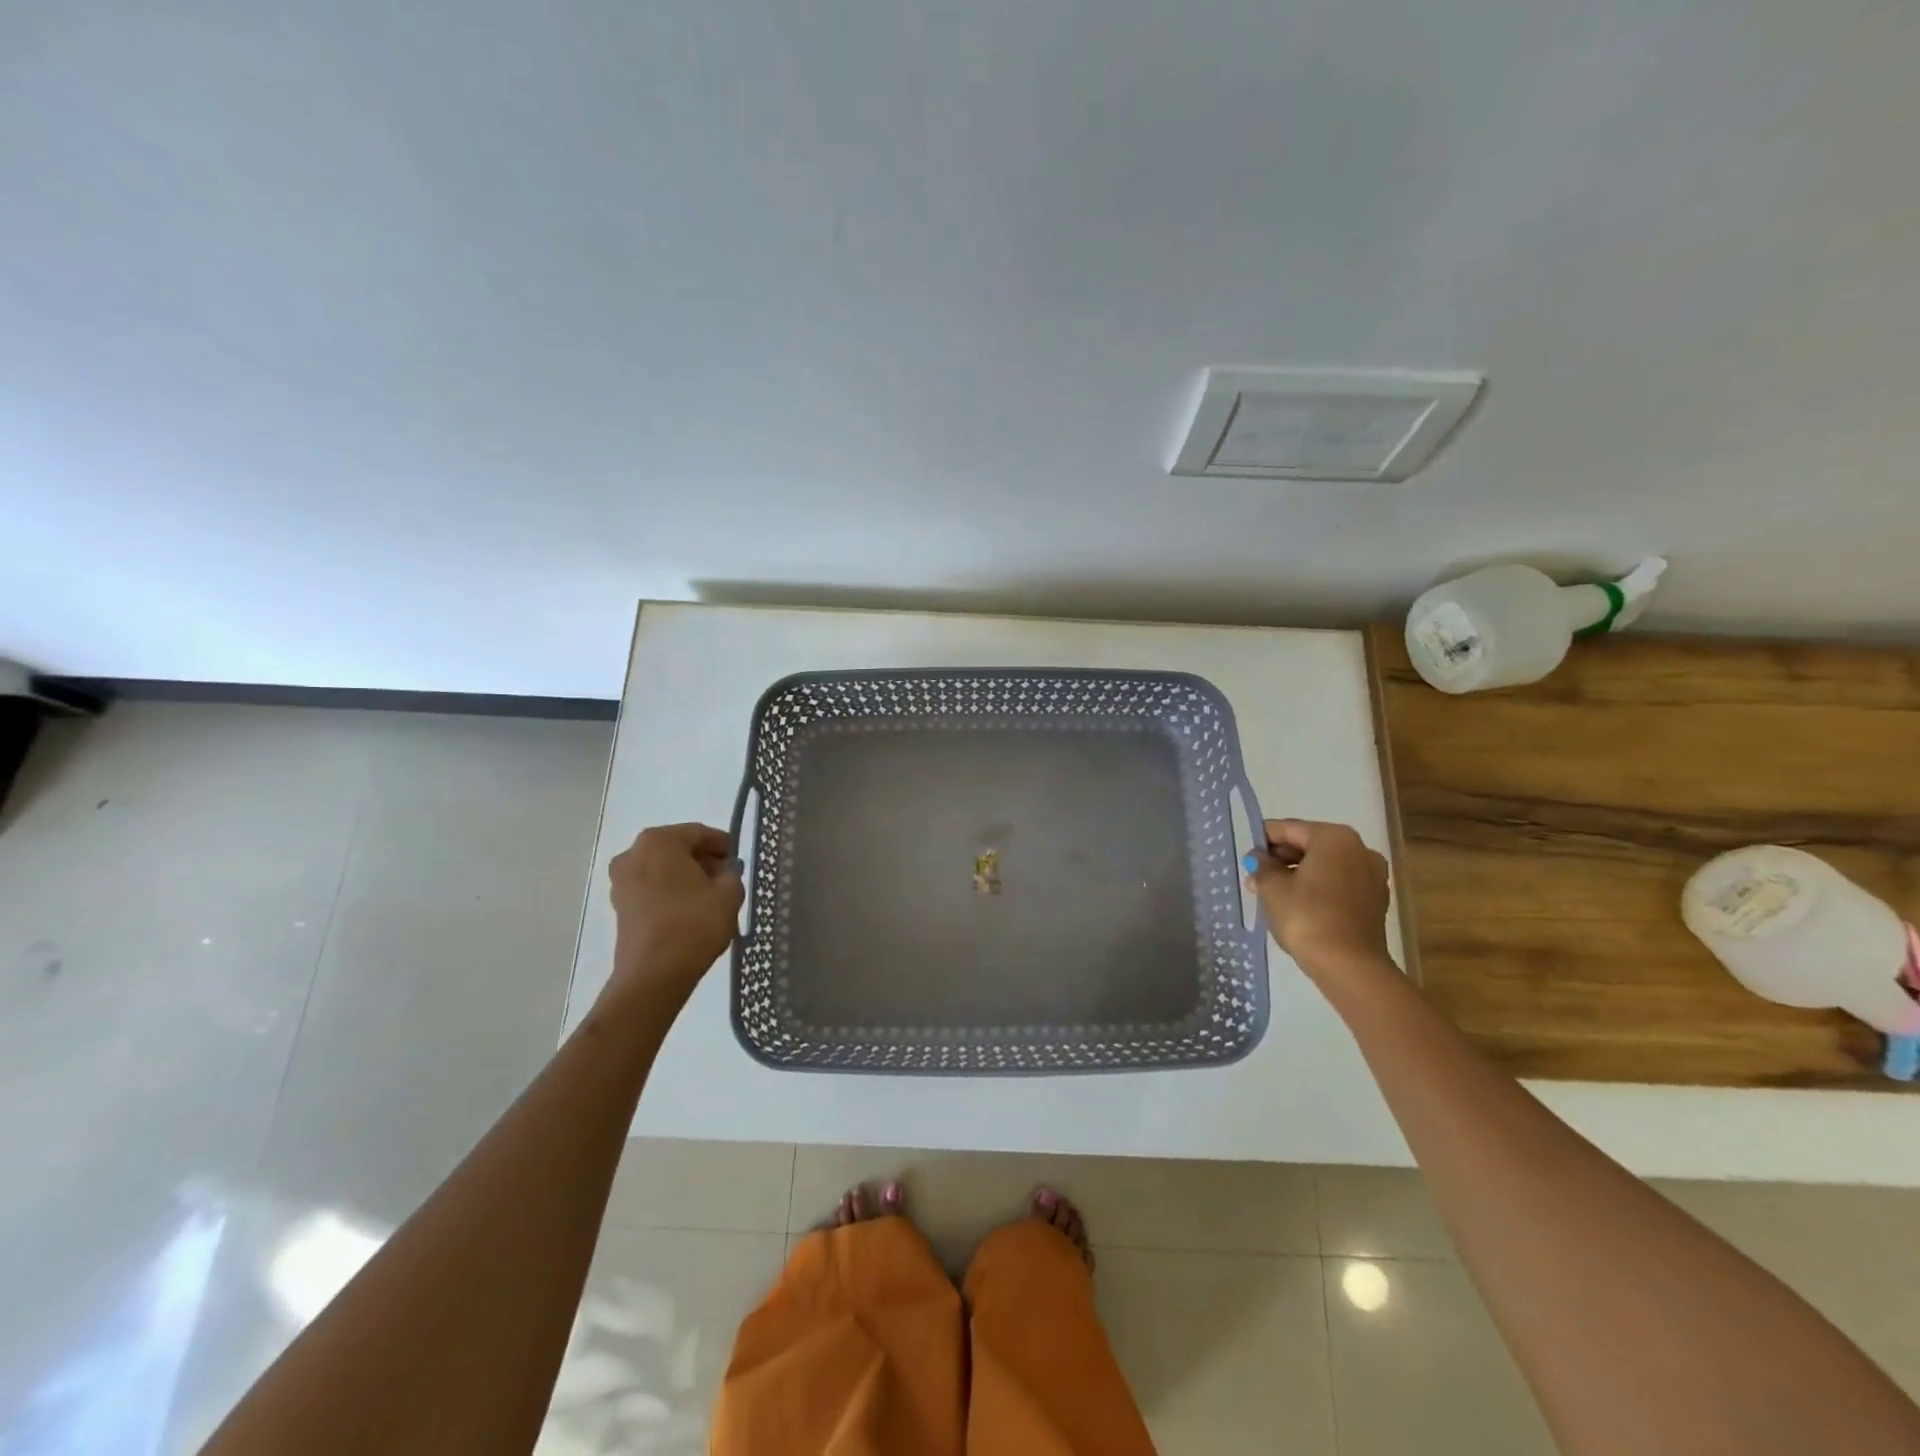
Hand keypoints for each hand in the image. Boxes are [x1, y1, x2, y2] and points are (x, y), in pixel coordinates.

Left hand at [606, 823, 744, 1004]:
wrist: (654, 975)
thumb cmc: (694, 925)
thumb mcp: (729, 893)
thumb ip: (731, 873)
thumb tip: (724, 870)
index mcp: (659, 841)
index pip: (699, 833)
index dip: (723, 845)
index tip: (739, 862)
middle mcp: (633, 853)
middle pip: (678, 849)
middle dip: (703, 861)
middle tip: (727, 880)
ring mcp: (621, 881)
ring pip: (664, 870)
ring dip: (686, 878)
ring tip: (710, 899)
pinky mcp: (619, 906)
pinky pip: (652, 889)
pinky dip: (671, 894)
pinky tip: (690, 912)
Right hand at [1242, 818, 1392, 979]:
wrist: (1349, 966)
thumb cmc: (1306, 916)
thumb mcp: (1272, 888)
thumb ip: (1262, 866)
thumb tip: (1259, 858)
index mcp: (1334, 837)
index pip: (1288, 829)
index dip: (1263, 840)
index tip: (1246, 855)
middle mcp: (1359, 849)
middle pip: (1310, 845)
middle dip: (1281, 859)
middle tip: (1256, 878)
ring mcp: (1372, 876)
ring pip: (1325, 866)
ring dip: (1298, 875)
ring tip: (1273, 894)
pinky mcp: (1375, 902)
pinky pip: (1339, 884)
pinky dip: (1318, 889)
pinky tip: (1298, 906)